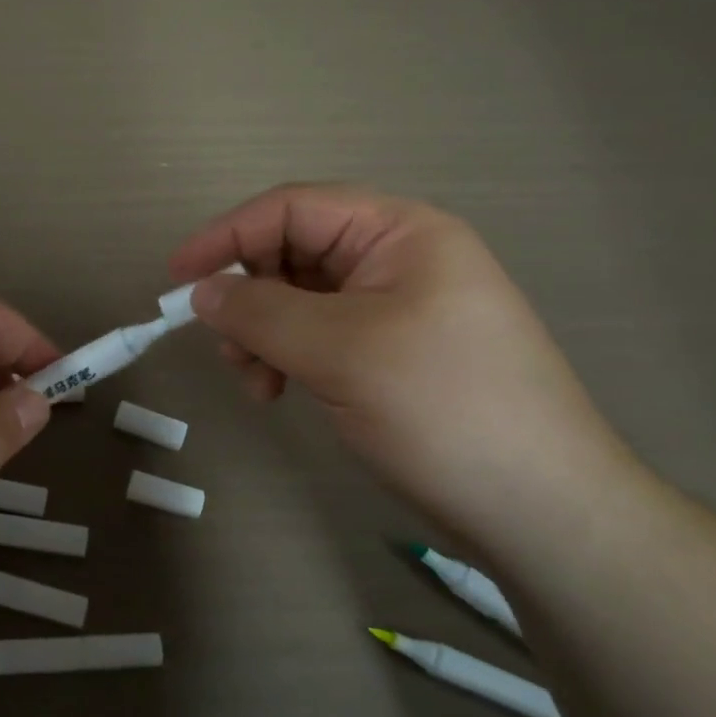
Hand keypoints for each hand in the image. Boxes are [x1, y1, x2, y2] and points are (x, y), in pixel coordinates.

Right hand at [170, 184, 631, 539]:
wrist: (538, 508)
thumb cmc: (443, 407)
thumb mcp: (340, 351)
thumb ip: (259, 312)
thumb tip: (201, 293)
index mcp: (399, 232)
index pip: (292, 209)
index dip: (227, 235)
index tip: (176, 276)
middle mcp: (395, 259)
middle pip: (291, 253)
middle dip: (248, 296)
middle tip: (226, 348)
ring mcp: (392, 308)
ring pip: (296, 300)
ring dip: (262, 333)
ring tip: (255, 381)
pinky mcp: (386, 353)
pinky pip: (315, 336)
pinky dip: (285, 357)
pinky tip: (278, 393)